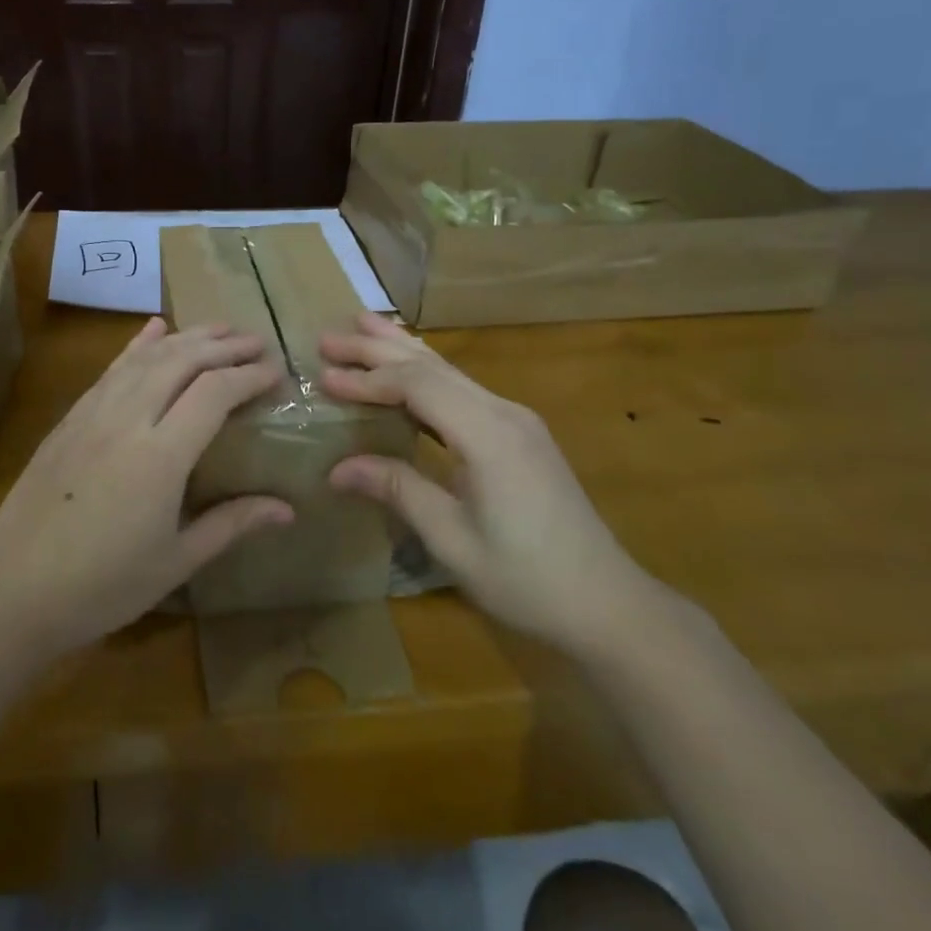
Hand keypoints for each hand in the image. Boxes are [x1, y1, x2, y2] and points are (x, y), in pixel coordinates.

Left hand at [0, 317, 292, 658]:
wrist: (13, 590)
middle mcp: (127, 420)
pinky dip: (138, 345)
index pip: (214, 392)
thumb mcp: (176, 561)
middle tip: (257, 342)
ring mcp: (92, 414)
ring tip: (219, 329)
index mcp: (160, 456)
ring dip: (187, 337)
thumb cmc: (103, 586)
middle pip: (182, 361)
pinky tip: (153, 330)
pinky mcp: (69, 418)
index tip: (276, 372)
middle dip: (224, 345)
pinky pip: (111, 369)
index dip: (249, 376)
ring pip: (145, 357)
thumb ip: (232, 524)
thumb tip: (288, 509)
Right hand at [319, 313, 650, 653]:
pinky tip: (409, 369)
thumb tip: (337, 468)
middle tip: (328, 336)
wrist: (607, 604)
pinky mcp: (519, 434)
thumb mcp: (452, 540)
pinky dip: (426, 373)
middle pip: (432, 366)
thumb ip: (397, 490)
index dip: (367, 379)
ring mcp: (516, 420)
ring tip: (363, 326)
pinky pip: (463, 389)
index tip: (324, 377)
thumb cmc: (527, 579)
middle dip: (378, 348)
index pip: (417, 386)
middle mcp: (504, 413)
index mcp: (488, 435)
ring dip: (402, 350)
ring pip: (450, 371)